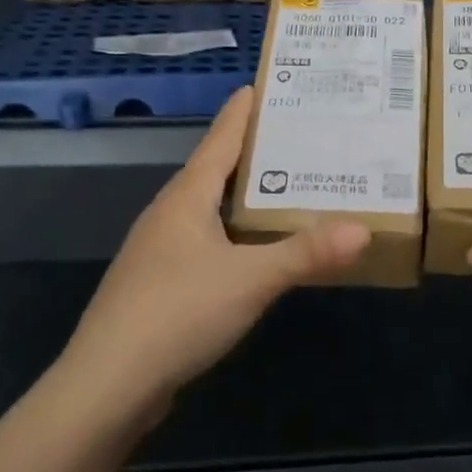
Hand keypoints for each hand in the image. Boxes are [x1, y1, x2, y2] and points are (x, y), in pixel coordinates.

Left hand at [60, 86, 369, 410]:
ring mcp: (160, 251)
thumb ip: (307, 253)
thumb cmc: (177, 313)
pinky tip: (256, 250)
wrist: (107, 386)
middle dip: (254, 152)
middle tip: (299, 137)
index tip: (264, 84)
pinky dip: (235, 234)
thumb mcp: (252, 279)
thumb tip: (363, 230)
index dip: (243, 112)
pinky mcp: (160, 286)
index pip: (221, 140)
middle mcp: (169, 215)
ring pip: (210, 209)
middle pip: (215, 170)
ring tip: (287, 188)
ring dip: (245, 196)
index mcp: (186, 198)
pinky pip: (206, 242)